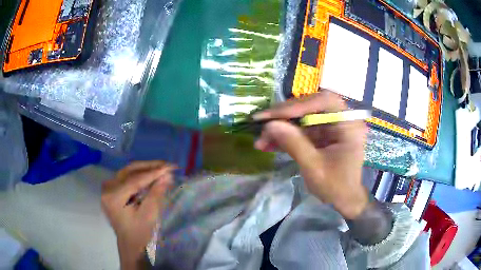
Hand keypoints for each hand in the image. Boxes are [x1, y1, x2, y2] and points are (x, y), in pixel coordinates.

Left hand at [101, 161, 175, 268]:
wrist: (129, 243)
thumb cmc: (139, 232)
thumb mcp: (149, 214)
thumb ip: (156, 193)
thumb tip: (167, 175)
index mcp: (114, 197)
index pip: (135, 179)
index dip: (154, 172)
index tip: (170, 167)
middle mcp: (107, 188)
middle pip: (130, 171)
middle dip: (150, 167)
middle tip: (167, 165)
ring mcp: (107, 187)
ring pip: (128, 172)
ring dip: (145, 169)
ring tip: (161, 168)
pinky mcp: (111, 189)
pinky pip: (126, 177)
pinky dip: (139, 175)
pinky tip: (151, 175)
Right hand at [254, 91, 368, 218]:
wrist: (344, 200)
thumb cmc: (336, 187)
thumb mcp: (314, 168)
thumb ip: (294, 144)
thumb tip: (270, 125)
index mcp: (348, 124)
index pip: (324, 102)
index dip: (298, 105)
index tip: (273, 116)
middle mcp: (340, 119)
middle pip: (310, 106)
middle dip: (284, 115)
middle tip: (261, 123)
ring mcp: (330, 126)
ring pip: (301, 118)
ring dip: (281, 127)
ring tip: (261, 140)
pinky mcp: (321, 134)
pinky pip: (301, 129)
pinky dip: (285, 136)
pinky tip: (269, 144)